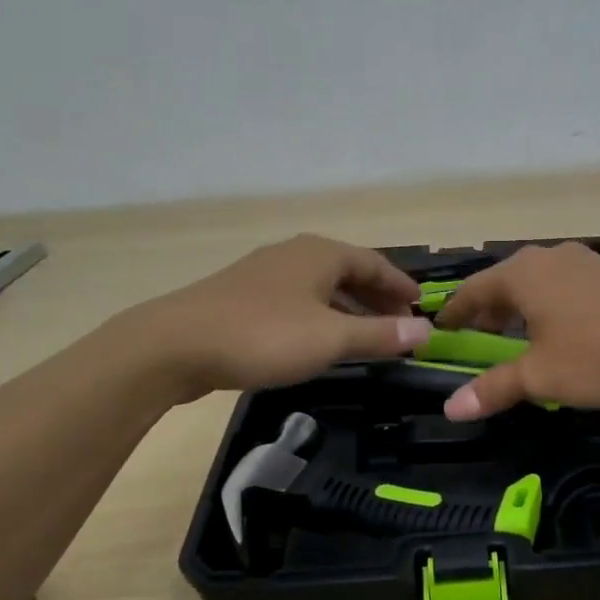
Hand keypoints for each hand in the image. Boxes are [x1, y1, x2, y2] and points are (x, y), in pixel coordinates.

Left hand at [135, 235, 430, 401]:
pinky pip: (298, 302)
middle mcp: (295, 254)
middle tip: (400, 327)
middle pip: (349, 272)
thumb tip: (426, 331)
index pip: (376, 263)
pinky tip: (321, 342)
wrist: (174, 346)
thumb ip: (380, 334)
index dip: (401, 286)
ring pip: (322, 288)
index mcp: (321, 254)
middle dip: (378, 299)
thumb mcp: (331, 339)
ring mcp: (266, 274)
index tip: (422, 308)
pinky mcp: (243, 298)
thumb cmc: (264, 335)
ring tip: (368, 338)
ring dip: (350, 310)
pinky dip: (321, 317)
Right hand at [433, 243, 599, 418]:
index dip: (454, 313)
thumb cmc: (597, 354)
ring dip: (519, 310)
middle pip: (504, 283)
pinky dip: (547, 306)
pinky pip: (562, 286)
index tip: (440, 332)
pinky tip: (559, 331)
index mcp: (522, 274)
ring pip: (535, 283)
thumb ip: (494, 388)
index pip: (473, 290)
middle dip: (487, 313)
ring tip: (518, 340)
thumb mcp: (540, 377)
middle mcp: (548, 258)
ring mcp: (582, 262)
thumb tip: (451, 409)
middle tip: (479, 342)